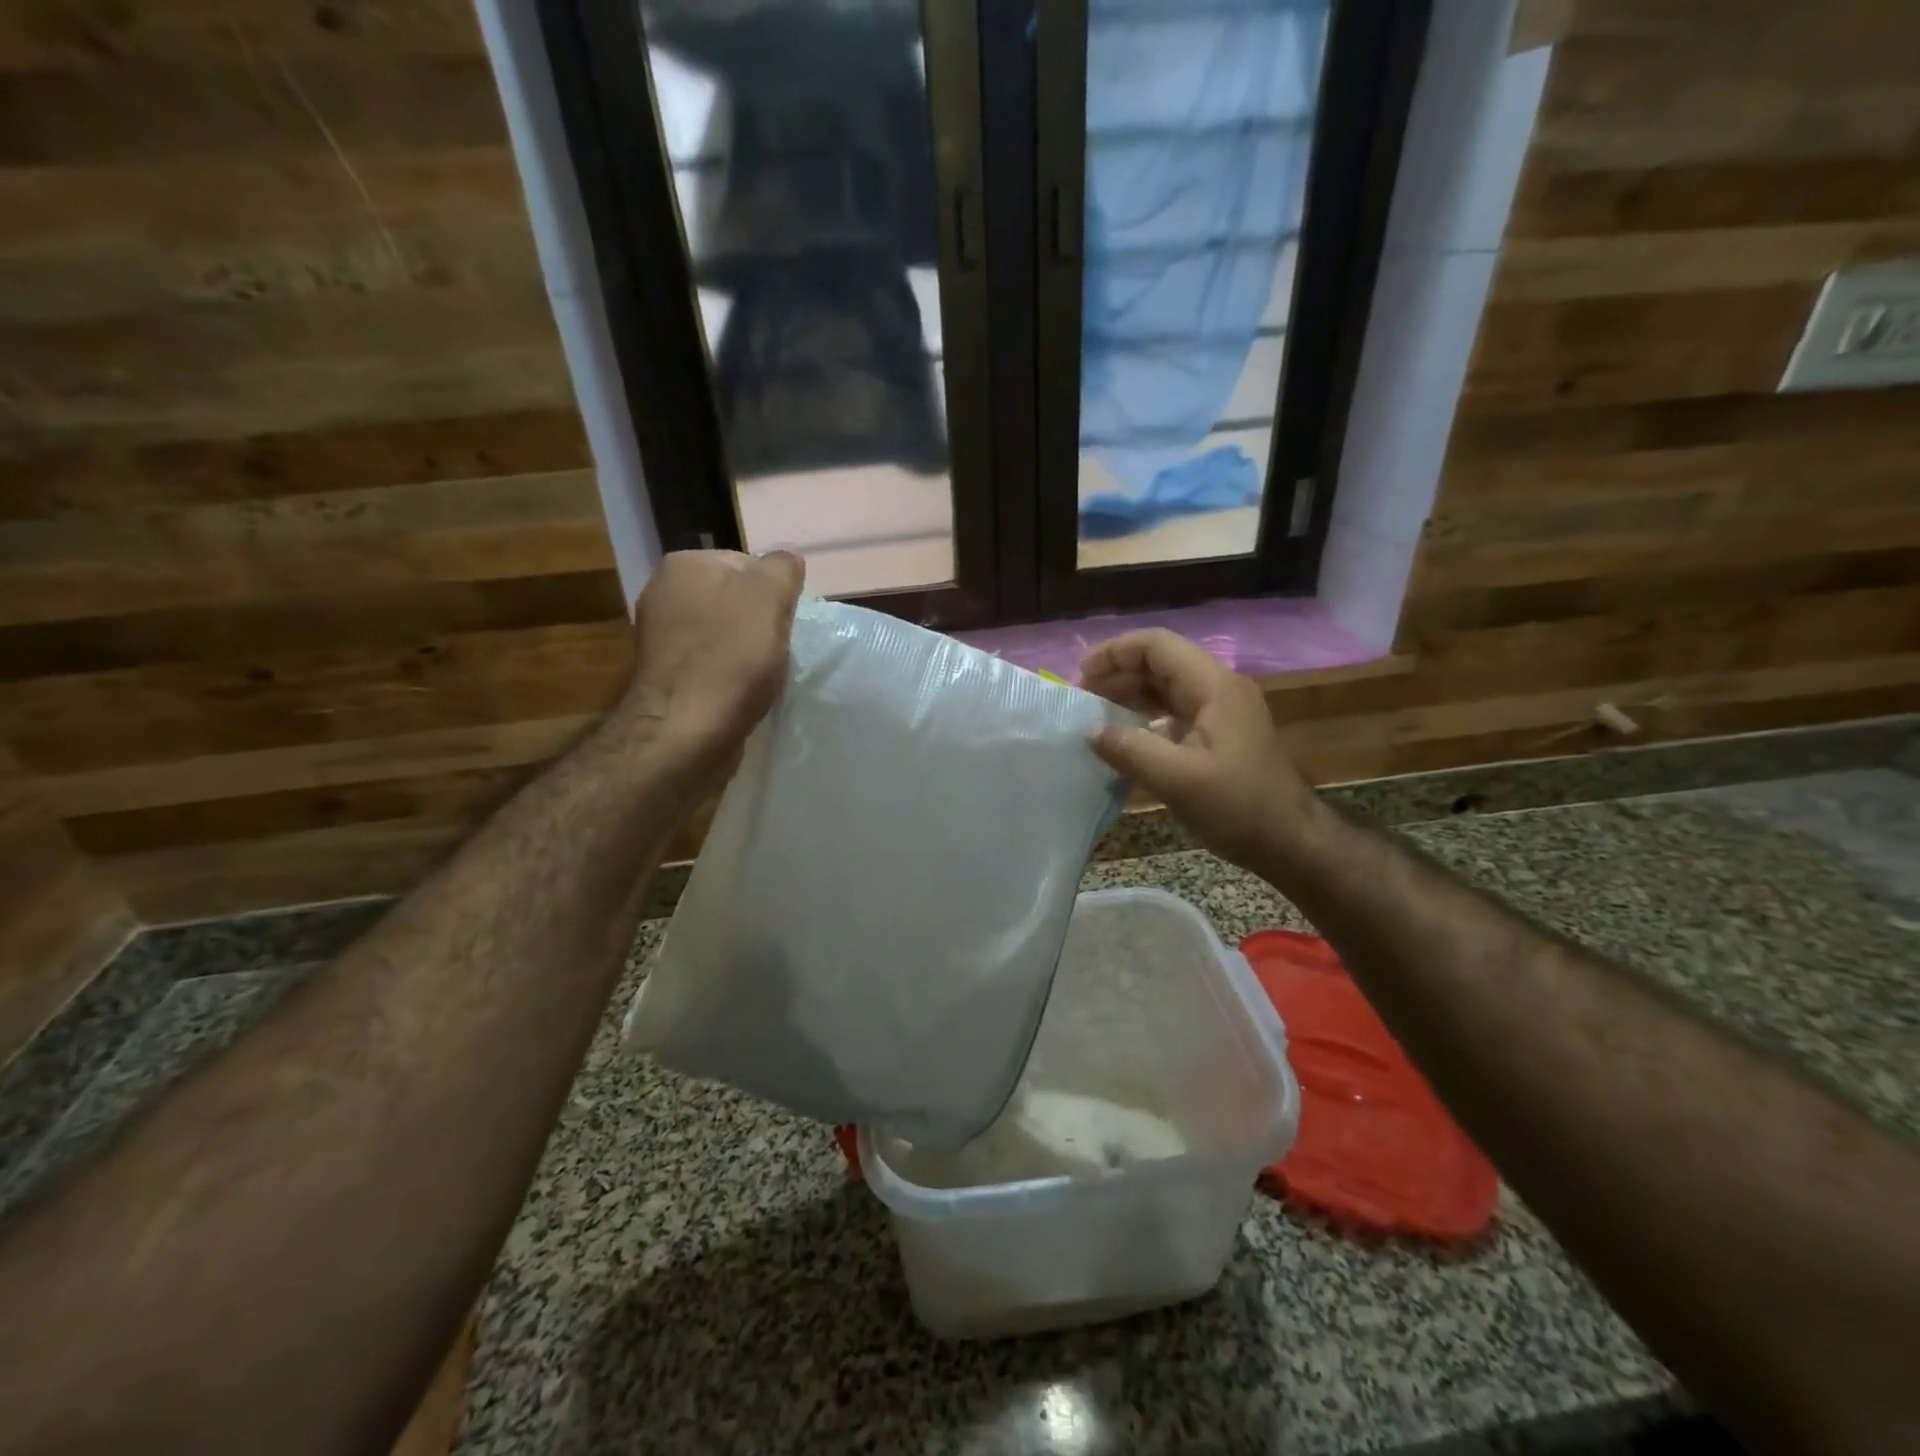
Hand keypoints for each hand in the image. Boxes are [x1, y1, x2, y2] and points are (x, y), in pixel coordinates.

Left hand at [611, 549, 805, 769]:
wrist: (687, 732)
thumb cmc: (731, 657)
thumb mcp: (769, 595)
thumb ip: (782, 567)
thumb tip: (786, 560)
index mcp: (683, 565)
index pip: (746, 563)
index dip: (775, 591)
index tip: (788, 619)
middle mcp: (663, 595)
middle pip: (735, 600)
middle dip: (761, 622)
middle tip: (779, 646)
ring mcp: (661, 640)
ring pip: (725, 635)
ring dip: (749, 652)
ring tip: (765, 674)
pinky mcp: (667, 680)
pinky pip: (713, 667)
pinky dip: (732, 677)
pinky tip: (746, 694)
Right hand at [1080, 629, 1321, 869]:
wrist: (1291, 842)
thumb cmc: (1237, 806)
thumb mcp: (1177, 779)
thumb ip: (1129, 749)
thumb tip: (1090, 730)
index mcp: (1213, 686)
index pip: (1157, 646)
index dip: (1115, 653)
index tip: (1081, 676)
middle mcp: (1219, 689)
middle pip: (1161, 663)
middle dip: (1118, 674)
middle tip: (1082, 699)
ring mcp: (1222, 712)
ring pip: (1167, 688)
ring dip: (1130, 695)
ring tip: (1096, 717)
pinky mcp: (1220, 735)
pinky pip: (1175, 712)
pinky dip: (1146, 718)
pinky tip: (1125, 739)